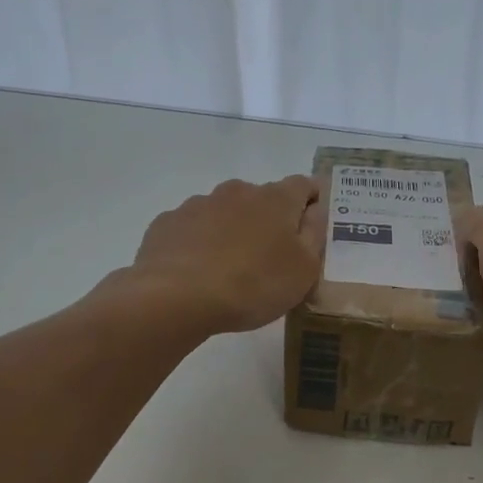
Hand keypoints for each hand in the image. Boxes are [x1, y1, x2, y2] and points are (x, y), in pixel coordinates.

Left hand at [126, 176, 326, 334]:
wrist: (175, 297)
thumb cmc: (253, 284)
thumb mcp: (304, 269)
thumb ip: (314, 234)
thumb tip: (315, 210)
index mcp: (276, 199)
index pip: (304, 185)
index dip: (312, 201)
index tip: (312, 224)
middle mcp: (238, 191)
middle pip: (262, 199)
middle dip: (269, 220)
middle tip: (270, 257)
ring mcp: (198, 204)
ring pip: (224, 212)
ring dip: (232, 230)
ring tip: (229, 269)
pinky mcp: (167, 223)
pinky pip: (192, 229)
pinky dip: (199, 243)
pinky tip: (197, 272)